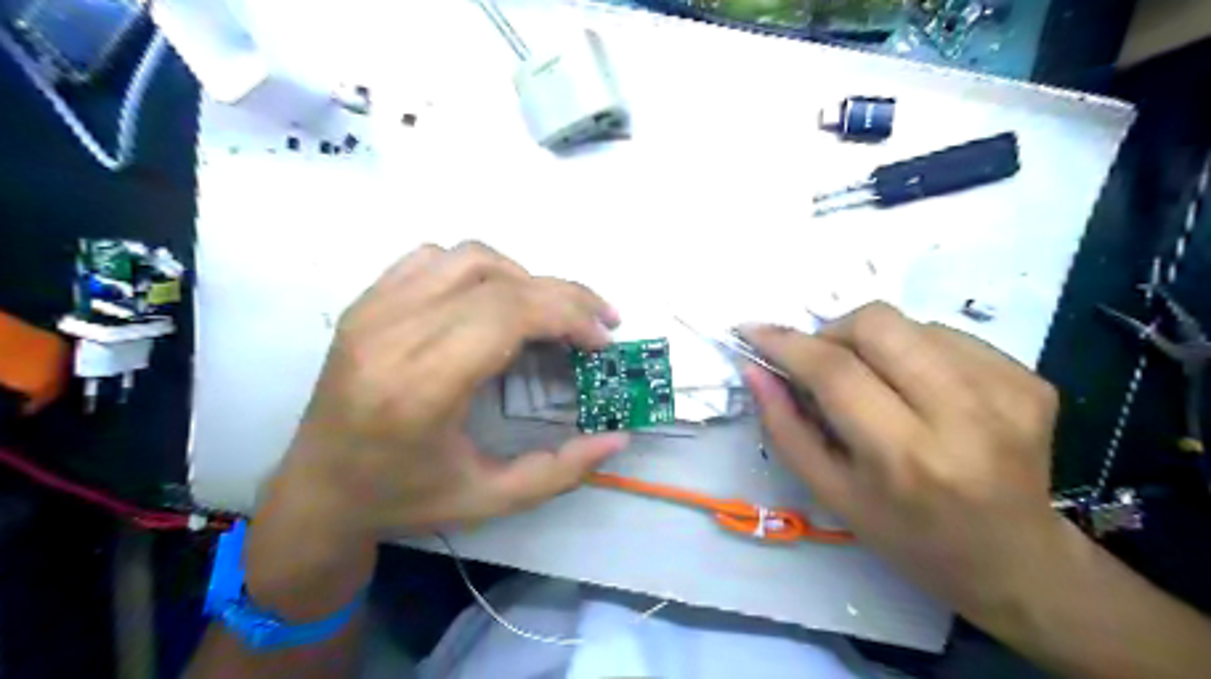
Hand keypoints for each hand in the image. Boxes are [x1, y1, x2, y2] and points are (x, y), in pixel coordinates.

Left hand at [270, 243, 627, 540]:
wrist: (316, 492)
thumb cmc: (403, 500)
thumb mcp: (491, 500)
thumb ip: (561, 470)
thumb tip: (618, 436)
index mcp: (421, 387)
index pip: (508, 315)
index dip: (569, 316)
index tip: (602, 340)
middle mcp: (393, 334)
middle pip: (500, 283)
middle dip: (564, 297)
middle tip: (597, 324)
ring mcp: (374, 310)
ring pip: (471, 258)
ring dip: (525, 279)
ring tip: (548, 315)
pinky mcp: (366, 302)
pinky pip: (434, 257)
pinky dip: (480, 270)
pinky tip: (493, 303)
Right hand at [744, 305, 1061, 621]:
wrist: (1013, 560)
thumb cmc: (907, 535)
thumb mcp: (830, 493)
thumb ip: (784, 427)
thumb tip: (755, 367)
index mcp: (904, 457)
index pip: (834, 371)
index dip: (786, 342)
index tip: (753, 329)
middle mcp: (963, 415)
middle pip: (878, 324)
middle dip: (834, 331)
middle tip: (824, 362)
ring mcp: (1007, 391)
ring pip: (911, 322)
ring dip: (875, 344)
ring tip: (878, 384)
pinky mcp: (1031, 379)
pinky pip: (947, 335)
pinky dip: (915, 351)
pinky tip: (920, 391)